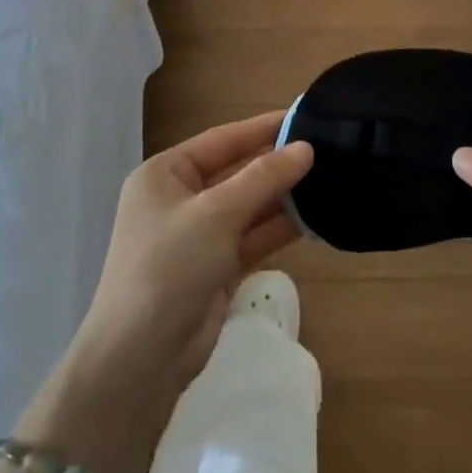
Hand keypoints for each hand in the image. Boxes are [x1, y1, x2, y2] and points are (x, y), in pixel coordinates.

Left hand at [70, 112, 313, 402]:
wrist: (141, 356)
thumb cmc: (169, 266)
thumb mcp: (216, 214)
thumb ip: (263, 178)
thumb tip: (305, 148)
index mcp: (164, 175)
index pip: (221, 140)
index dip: (262, 128)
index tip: (305, 116)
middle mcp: (179, 200)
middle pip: (236, 172)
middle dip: (277, 164)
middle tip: (327, 149)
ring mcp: (198, 236)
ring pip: (248, 207)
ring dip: (283, 197)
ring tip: (330, 179)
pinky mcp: (215, 267)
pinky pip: (252, 237)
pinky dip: (279, 228)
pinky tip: (314, 218)